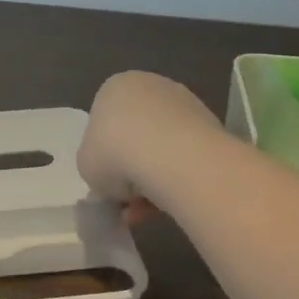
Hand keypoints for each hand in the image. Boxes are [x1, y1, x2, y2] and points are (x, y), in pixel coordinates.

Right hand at [78, 71, 220, 212]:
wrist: (171, 156)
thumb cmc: (115, 153)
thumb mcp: (86, 165)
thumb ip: (95, 165)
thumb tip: (112, 176)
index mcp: (116, 87)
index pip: (105, 121)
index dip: (104, 156)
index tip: (107, 181)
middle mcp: (152, 87)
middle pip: (136, 134)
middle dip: (131, 168)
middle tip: (127, 199)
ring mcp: (185, 104)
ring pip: (162, 148)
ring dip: (154, 179)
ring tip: (147, 211)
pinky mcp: (211, 125)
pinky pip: (186, 157)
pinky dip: (177, 179)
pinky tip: (169, 204)